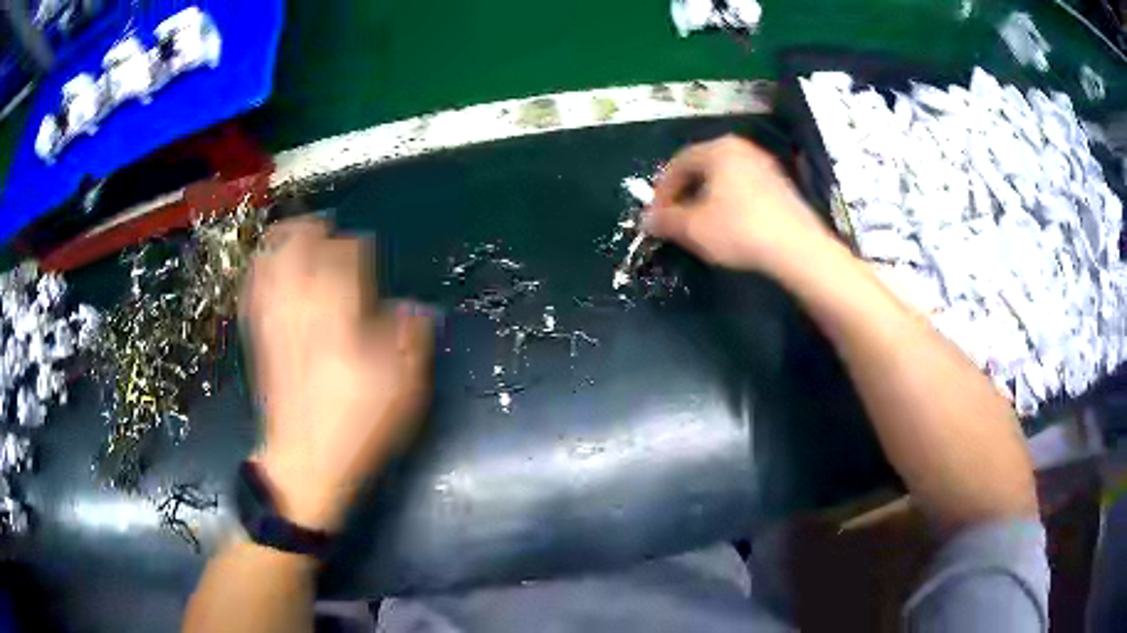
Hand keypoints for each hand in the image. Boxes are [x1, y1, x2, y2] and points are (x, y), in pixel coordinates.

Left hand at [240, 218, 433, 532]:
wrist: (305, 463)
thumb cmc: (358, 426)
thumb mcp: (403, 389)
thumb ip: (411, 340)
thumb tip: (415, 308)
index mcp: (340, 314)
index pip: (344, 257)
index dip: (354, 246)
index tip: (361, 246)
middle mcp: (303, 307)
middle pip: (298, 249)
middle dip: (311, 230)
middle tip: (323, 225)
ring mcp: (276, 322)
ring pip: (270, 264)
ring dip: (280, 242)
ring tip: (291, 232)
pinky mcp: (259, 341)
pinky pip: (252, 293)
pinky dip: (258, 272)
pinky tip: (262, 268)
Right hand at [643, 135, 833, 277]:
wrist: (797, 248)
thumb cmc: (739, 230)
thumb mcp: (693, 228)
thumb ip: (665, 221)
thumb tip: (648, 220)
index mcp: (718, 149)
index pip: (678, 164)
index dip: (661, 192)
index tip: (656, 218)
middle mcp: (742, 148)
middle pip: (702, 168)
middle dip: (684, 194)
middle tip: (675, 220)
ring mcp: (764, 165)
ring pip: (723, 179)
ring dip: (705, 199)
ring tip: (700, 226)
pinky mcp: (780, 185)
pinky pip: (743, 188)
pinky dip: (729, 203)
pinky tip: (729, 226)